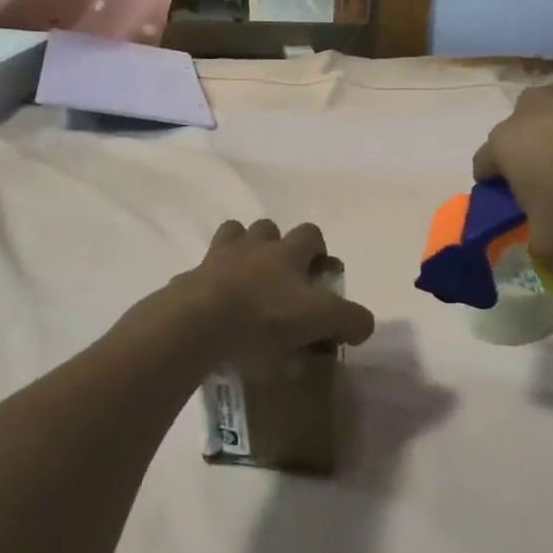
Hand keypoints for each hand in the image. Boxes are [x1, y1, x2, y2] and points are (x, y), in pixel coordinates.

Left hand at [166, 219, 375, 362]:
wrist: (199, 323)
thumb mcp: (321, 319)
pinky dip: (208, 285)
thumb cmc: (266, 316)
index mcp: (286, 252)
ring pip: (230, 237)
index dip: (318, 248)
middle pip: (266, 228)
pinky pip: (200, 274)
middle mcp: (252, 246)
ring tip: (244, 282)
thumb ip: (350, 319)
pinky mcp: (188, 281)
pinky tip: (213, 310)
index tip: (319, 271)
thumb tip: (363, 324)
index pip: (310, 233)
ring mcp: (216, 260)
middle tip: (280, 278)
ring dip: (239, 251)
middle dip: (274, 245)